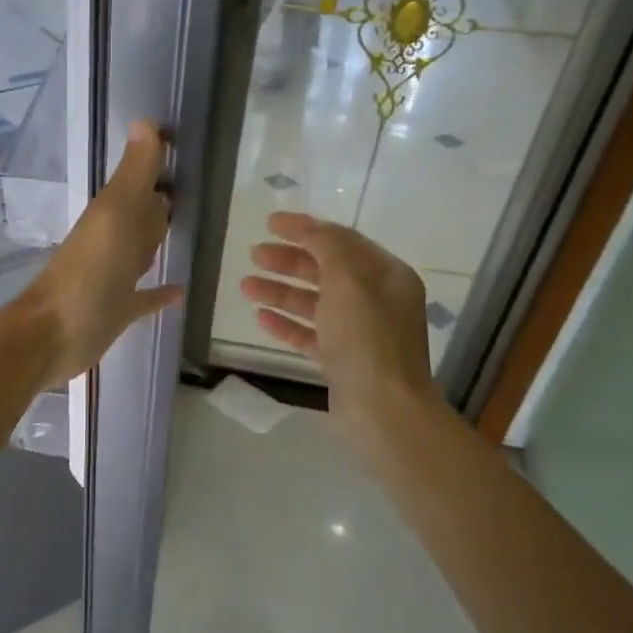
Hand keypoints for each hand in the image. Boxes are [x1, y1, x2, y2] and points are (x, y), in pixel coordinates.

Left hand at [20, 120, 182, 388]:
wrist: (53, 335)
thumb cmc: (86, 273)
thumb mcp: (113, 216)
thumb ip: (132, 175)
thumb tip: (145, 121)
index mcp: (112, 215)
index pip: (140, 183)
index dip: (157, 164)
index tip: (181, 145)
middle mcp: (113, 241)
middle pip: (142, 216)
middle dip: (161, 203)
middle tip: (191, 188)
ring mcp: (115, 277)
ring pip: (142, 251)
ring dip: (158, 240)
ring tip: (188, 228)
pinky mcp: (119, 310)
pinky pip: (146, 296)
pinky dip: (161, 292)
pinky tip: (181, 289)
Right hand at [238, 211, 444, 437]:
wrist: (383, 410)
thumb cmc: (368, 339)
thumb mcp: (348, 281)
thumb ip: (327, 247)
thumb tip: (310, 228)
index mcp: (387, 276)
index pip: (342, 241)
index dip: (306, 229)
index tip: (270, 223)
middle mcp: (376, 300)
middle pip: (326, 271)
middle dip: (289, 261)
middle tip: (254, 255)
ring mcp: (360, 332)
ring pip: (314, 303)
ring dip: (281, 292)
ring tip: (245, 286)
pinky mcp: (343, 361)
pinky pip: (310, 334)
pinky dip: (287, 324)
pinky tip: (261, 319)